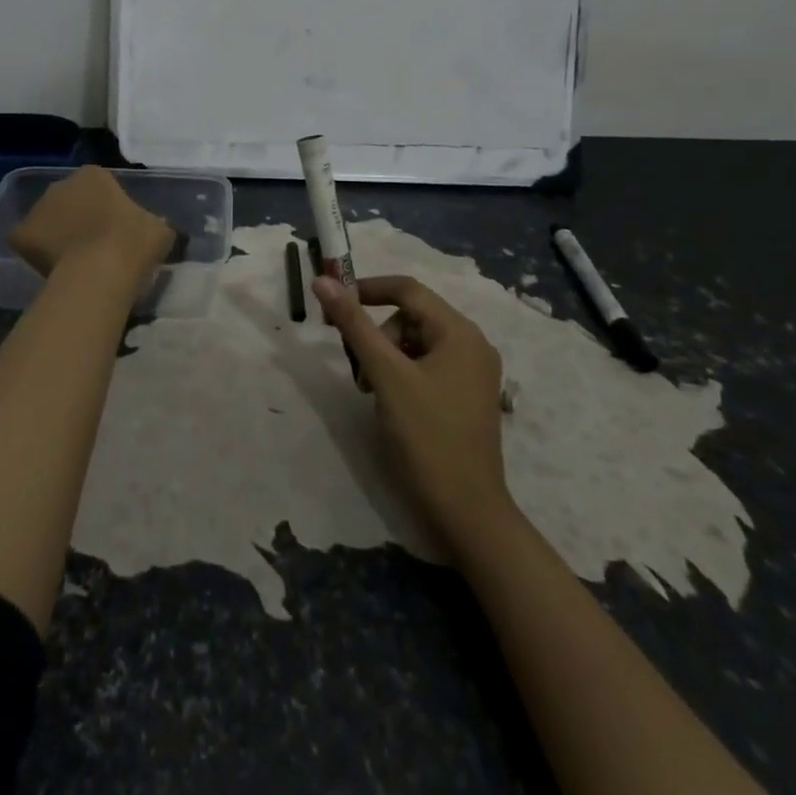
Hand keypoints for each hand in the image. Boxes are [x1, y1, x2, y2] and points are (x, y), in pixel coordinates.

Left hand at [7, 166, 174, 281]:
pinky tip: (50, 268)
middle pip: (70, 200)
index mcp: (94, 175)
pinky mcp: (21, 234)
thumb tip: (152, 230)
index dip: (107, 208)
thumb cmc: (135, 242)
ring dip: (56, 234)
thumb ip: (152, 223)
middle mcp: (62, 184)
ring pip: (48, 220)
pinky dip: (35, 252)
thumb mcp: (160, 228)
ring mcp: (38, 208)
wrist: (101, 270)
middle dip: (78, 217)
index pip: (99, 186)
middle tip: (94, 245)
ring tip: (73, 261)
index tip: (116, 230)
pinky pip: (28, 242)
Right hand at [313, 274, 512, 553]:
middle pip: (411, 317)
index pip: (407, 289)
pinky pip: (427, 366)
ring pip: (415, 343)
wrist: (467, 514)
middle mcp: (472, 344)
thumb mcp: (386, 375)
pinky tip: (392, 404)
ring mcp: (472, 373)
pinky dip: (402, 375)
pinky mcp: (466, 397)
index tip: (333, 306)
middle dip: (377, 336)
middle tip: (359, 371)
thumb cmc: (427, 438)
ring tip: (373, 392)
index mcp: (460, 332)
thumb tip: (323, 279)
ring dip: (387, 358)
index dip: (367, 290)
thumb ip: (354, 324)